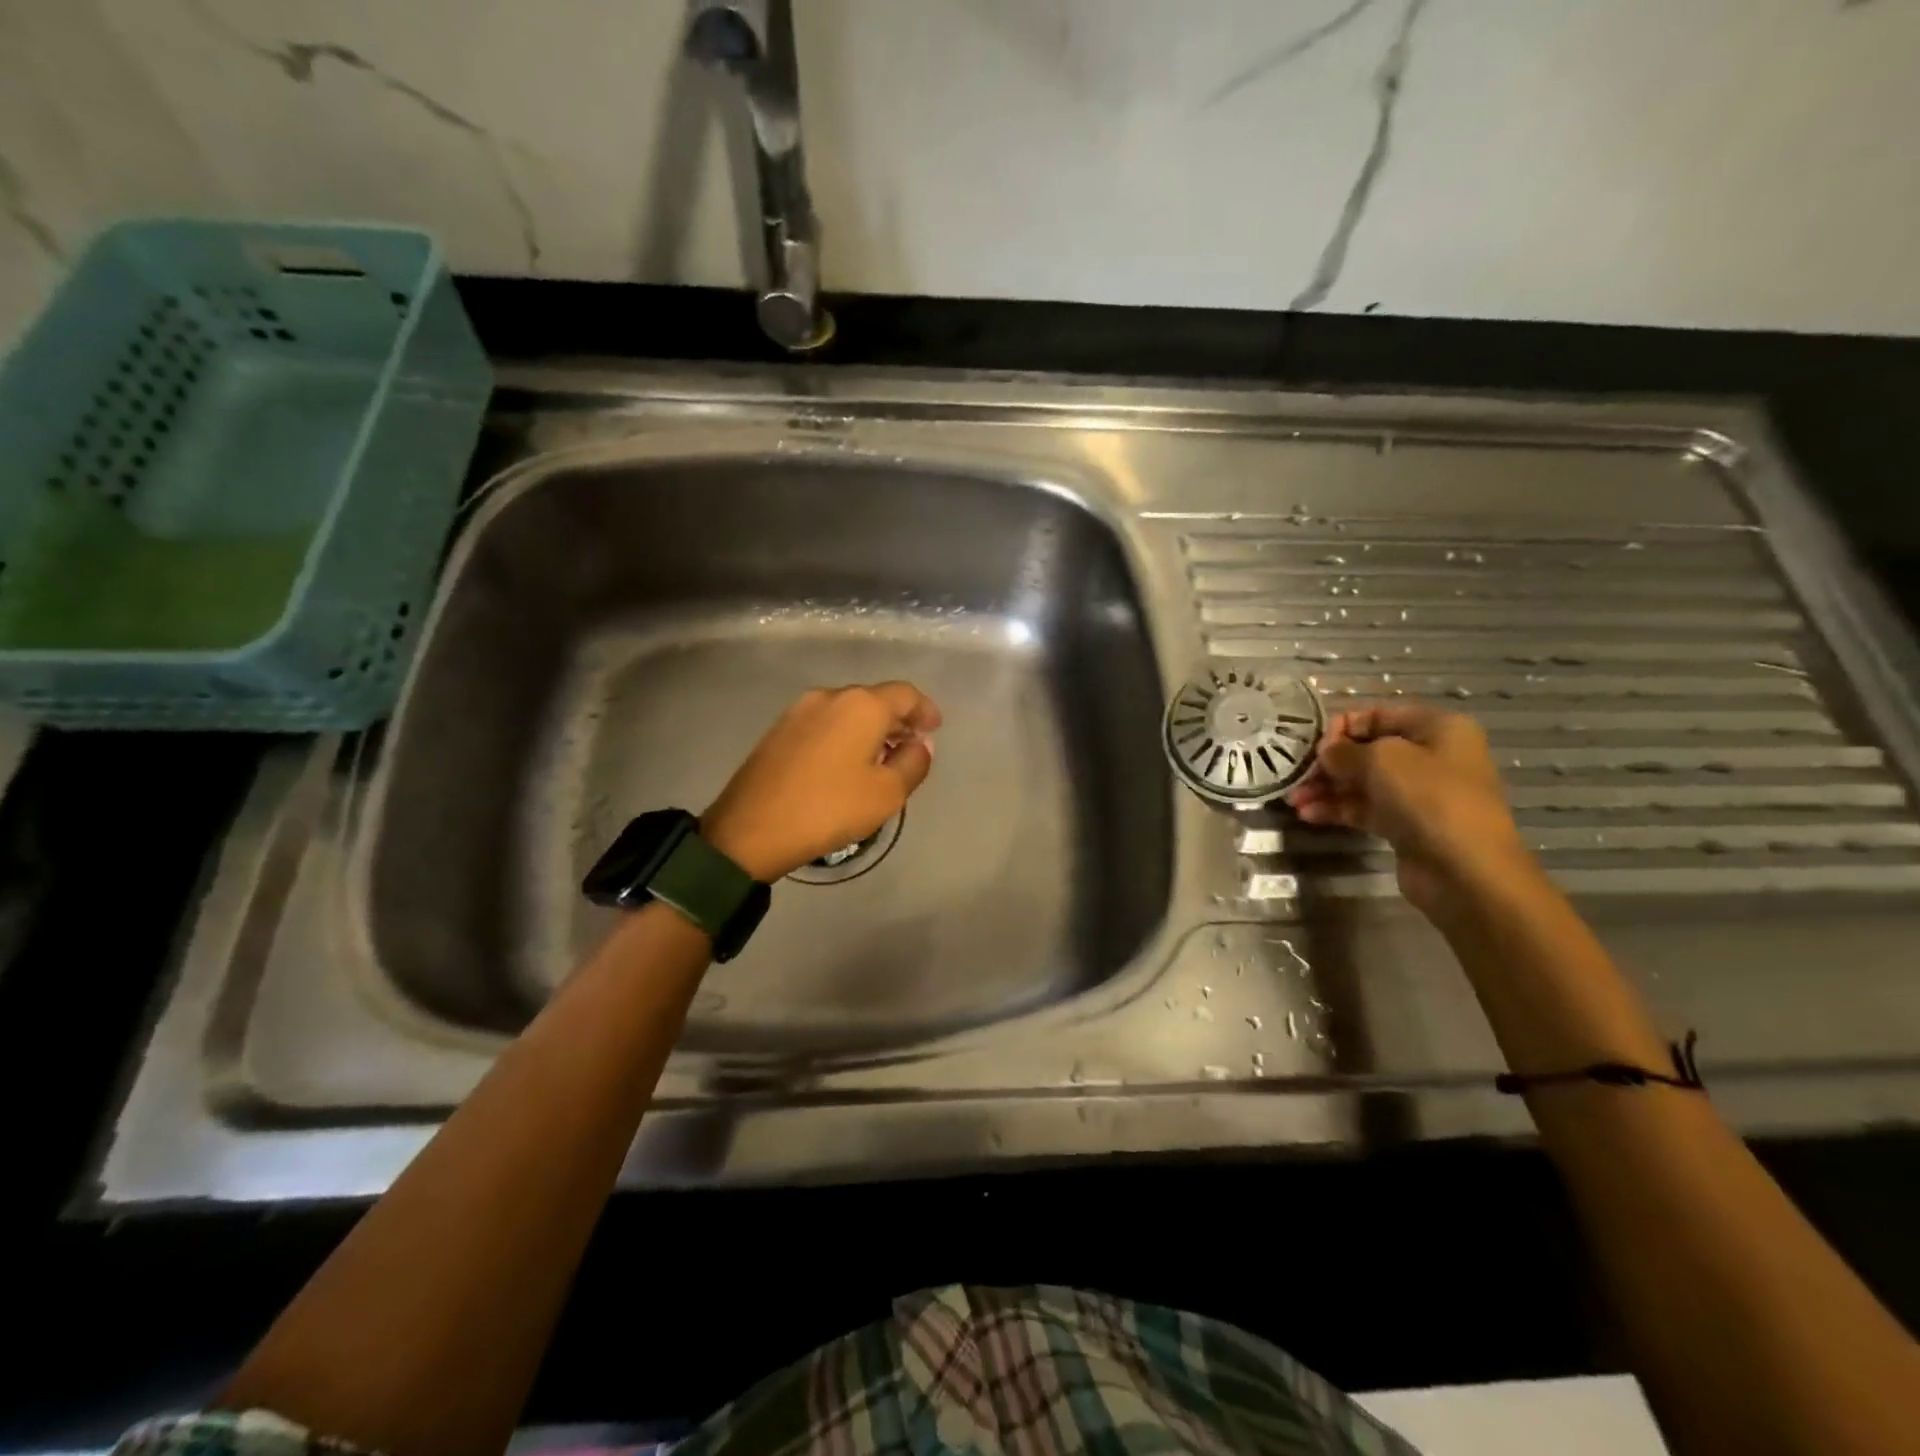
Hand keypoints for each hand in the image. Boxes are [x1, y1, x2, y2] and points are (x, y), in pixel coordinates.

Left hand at [701, 682, 942, 881]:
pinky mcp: (779, 730)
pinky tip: (845, 763)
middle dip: (897, 720)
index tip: (935, 728)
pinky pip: (825, 723)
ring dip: (869, 729)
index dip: (925, 710)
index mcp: (861, 705)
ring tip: (879, 758)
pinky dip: (844, 735)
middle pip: (874, 699)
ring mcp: (799, 711)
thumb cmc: (829, 808)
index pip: (905, 694)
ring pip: (847, 711)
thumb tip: (919, 744)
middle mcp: (830, 696)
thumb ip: (913, 763)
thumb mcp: (886, 793)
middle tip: (910, 746)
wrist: (750, 829)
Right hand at [1285, 703, 1535, 915]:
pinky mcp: (1406, 825)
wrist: (1466, 870)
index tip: (1313, 746)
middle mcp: (1431, 756)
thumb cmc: (1429, 798)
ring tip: (1294, 800)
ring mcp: (1419, 793)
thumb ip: (1344, 750)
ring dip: (1327, 788)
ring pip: (1362, 782)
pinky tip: (1308, 815)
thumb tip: (1326, 753)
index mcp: (1437, 728)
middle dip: (1329, 763)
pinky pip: (1365, 809)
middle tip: (1297, 775)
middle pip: (1367, 750)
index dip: (1341, 726)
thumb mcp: (1381, 759)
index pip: (1377, 714)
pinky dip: (1337, 809)